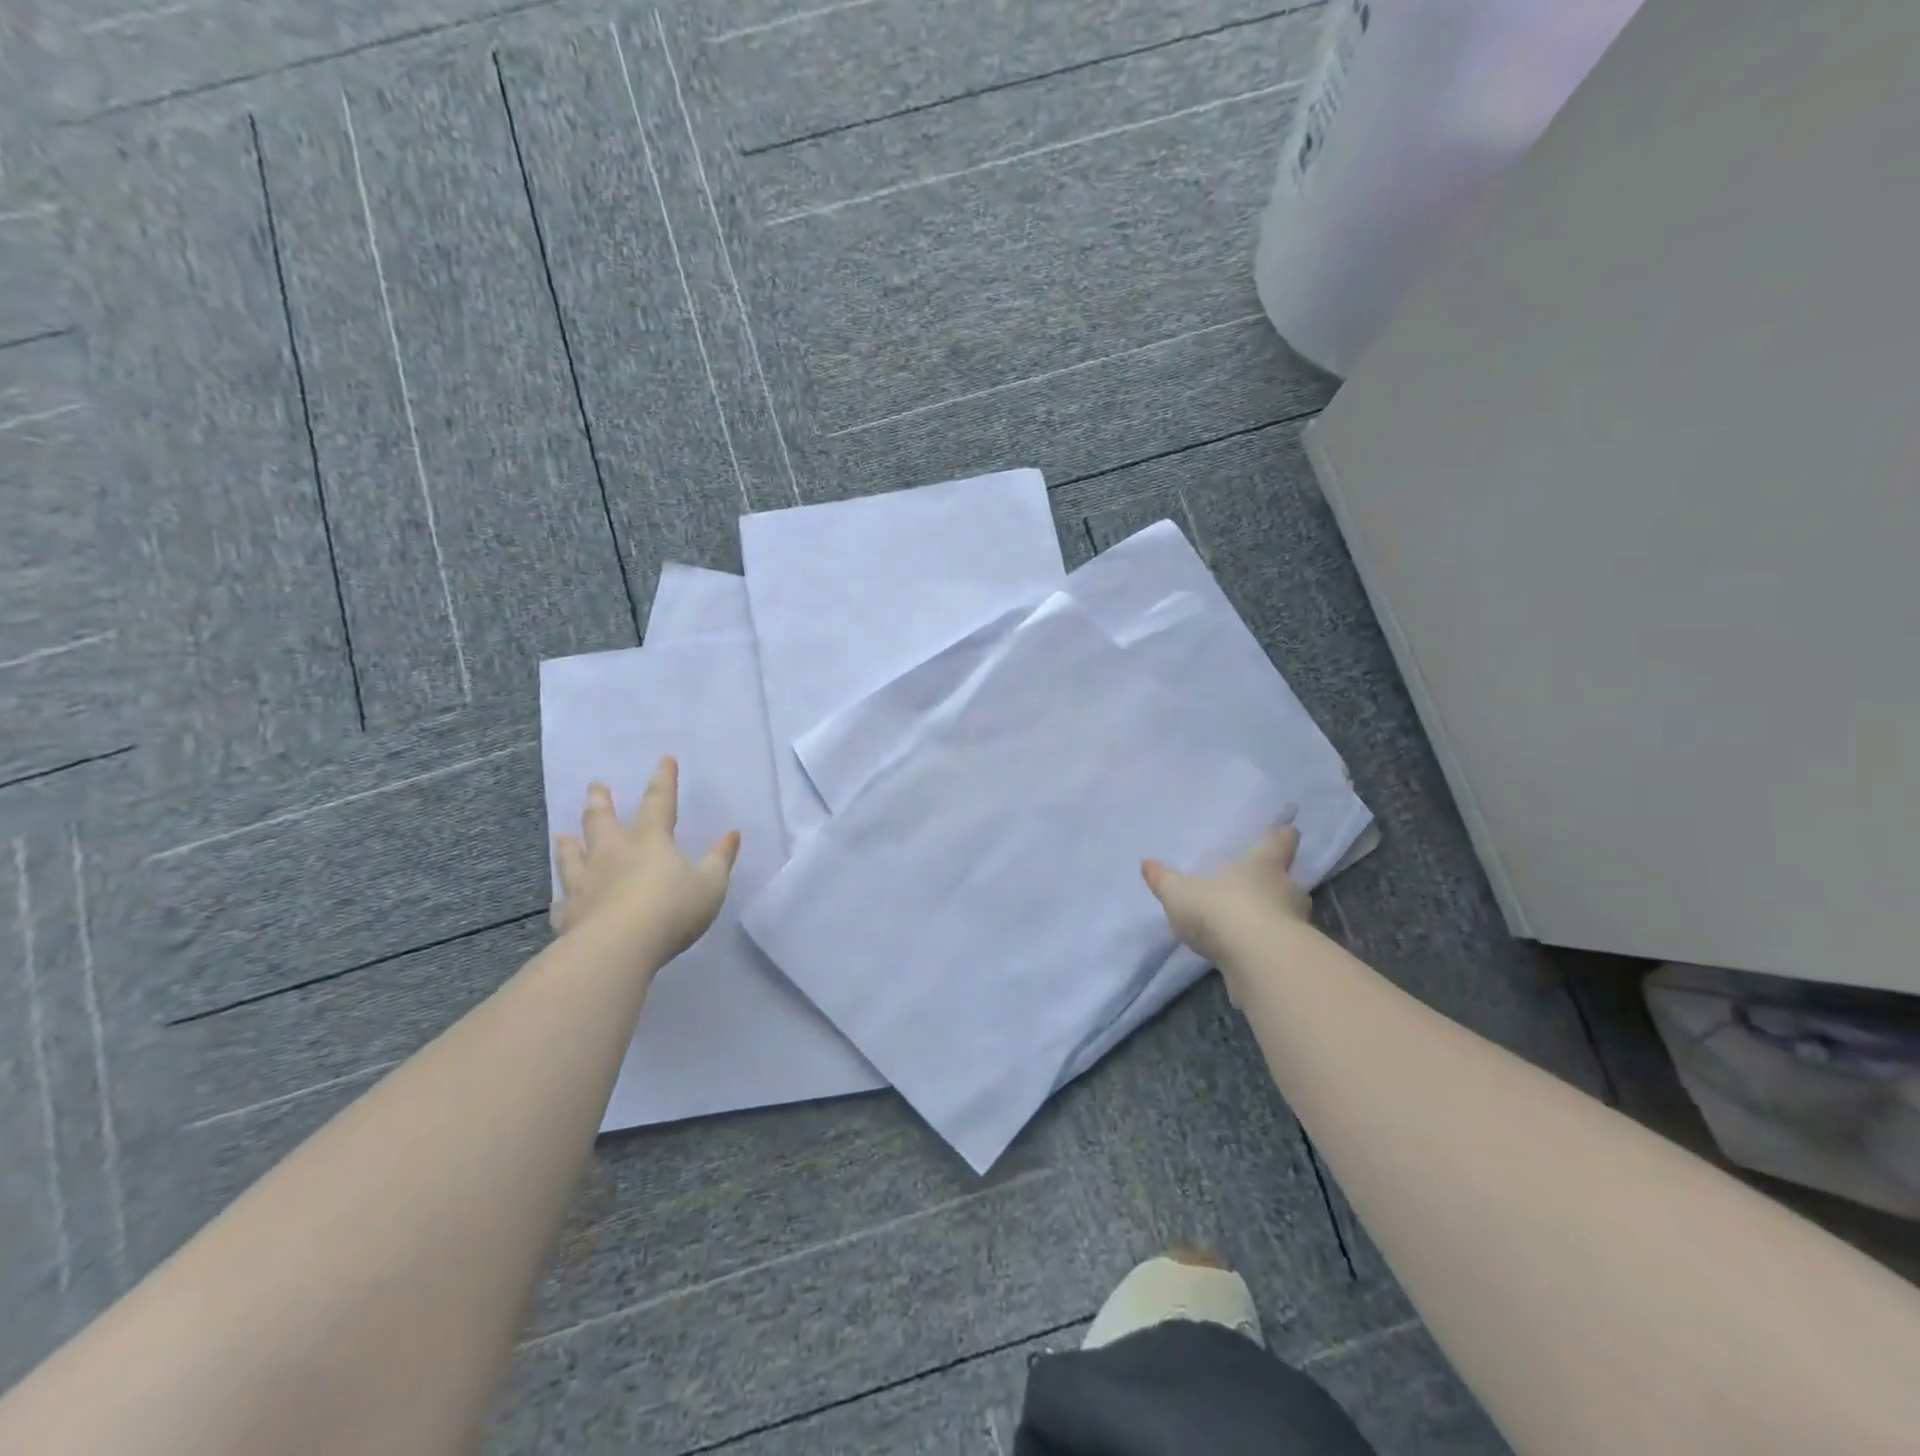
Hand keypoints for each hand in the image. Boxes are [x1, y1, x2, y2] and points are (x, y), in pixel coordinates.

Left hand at [550, 757, 739, 961]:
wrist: (617, 948)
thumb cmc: (671, 910)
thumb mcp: (710, 885)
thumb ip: (720, 859)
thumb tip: (733, 834)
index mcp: (650, 842)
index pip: (659, 802)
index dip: (664, 780)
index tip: (664, 759)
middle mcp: (613, 854)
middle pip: (603, 821)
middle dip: (601, 801)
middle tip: (595, 786)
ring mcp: (586, 883)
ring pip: (573, 856)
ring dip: (569, 844)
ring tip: (562, 834)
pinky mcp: (569, 914)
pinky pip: (563, 902)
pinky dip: (562, 898)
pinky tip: (559, 900)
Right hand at [1142, 825, 1311, 975]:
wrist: (1259, 962)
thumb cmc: (1221, 910)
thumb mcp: (1180, 894)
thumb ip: (1164, 880)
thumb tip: (1146, 863)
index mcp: (1262, 865)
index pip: (1279, 843)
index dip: (1282, 837)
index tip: (1288, 832)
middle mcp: (1286, 890)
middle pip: (1289, 880)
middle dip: (1278, 883)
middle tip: (1263, 885)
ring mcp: (1296, 925)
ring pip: (1289, 915)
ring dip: (1275, 918)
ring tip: (1253, 926)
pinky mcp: (1293, 959)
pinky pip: (1281, 947)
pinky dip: (1269, 949)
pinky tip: (1251, 956)